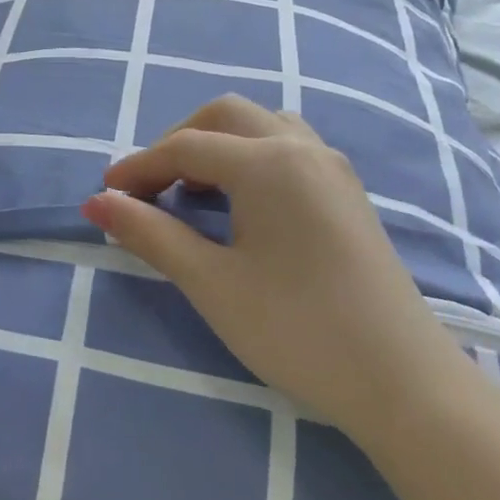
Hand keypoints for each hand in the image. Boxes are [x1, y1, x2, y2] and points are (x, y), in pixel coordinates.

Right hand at [81, 96, 474, 444]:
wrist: (404, 383)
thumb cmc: (296, 329)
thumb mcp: (211, 283)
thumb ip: (150, 234)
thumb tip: (96, 202)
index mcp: (268, 163)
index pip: (185, 147)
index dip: (138, 167)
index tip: (105, 195)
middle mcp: (303, 148)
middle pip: (224, 116)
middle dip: (176, 143)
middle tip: (148, 190)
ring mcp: (333, 168)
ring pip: (261, 126)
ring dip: (216, 145)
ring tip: (191, 193)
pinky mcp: (347, 194)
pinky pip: (288, 148)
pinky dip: (249, 157)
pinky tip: (239, 205)